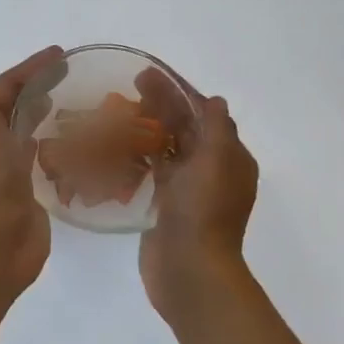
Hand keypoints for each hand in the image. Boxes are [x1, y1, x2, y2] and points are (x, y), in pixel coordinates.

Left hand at [0, 44, 62, 291]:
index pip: (5, 88)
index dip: (30, 69)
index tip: (62, 54)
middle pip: (17, 110)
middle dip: (41, 91)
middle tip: (77, 77)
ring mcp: (11, 170)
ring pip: (30, 136)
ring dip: (49, 119)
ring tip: (83, 107)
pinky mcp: (30, 193)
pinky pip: (44, 163)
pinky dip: (58, 150)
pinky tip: (79, 147)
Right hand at [138, 70, 259, 315]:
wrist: (189, 269)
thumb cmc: (203, 211)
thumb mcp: (216, 161)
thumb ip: (216, 128)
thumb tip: (214, 101)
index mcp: (229, 157)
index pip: (203, 113)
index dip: (177, 91)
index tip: (149, 74)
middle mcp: (210, 170)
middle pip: (183, 127)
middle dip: (158, 105)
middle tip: (128, 86)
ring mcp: (186, 189)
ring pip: (166, 149)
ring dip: (145, 128)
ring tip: (115, 112)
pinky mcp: (164, 206)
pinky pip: (152, 172)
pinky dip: (138, 157)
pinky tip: (115, 147)